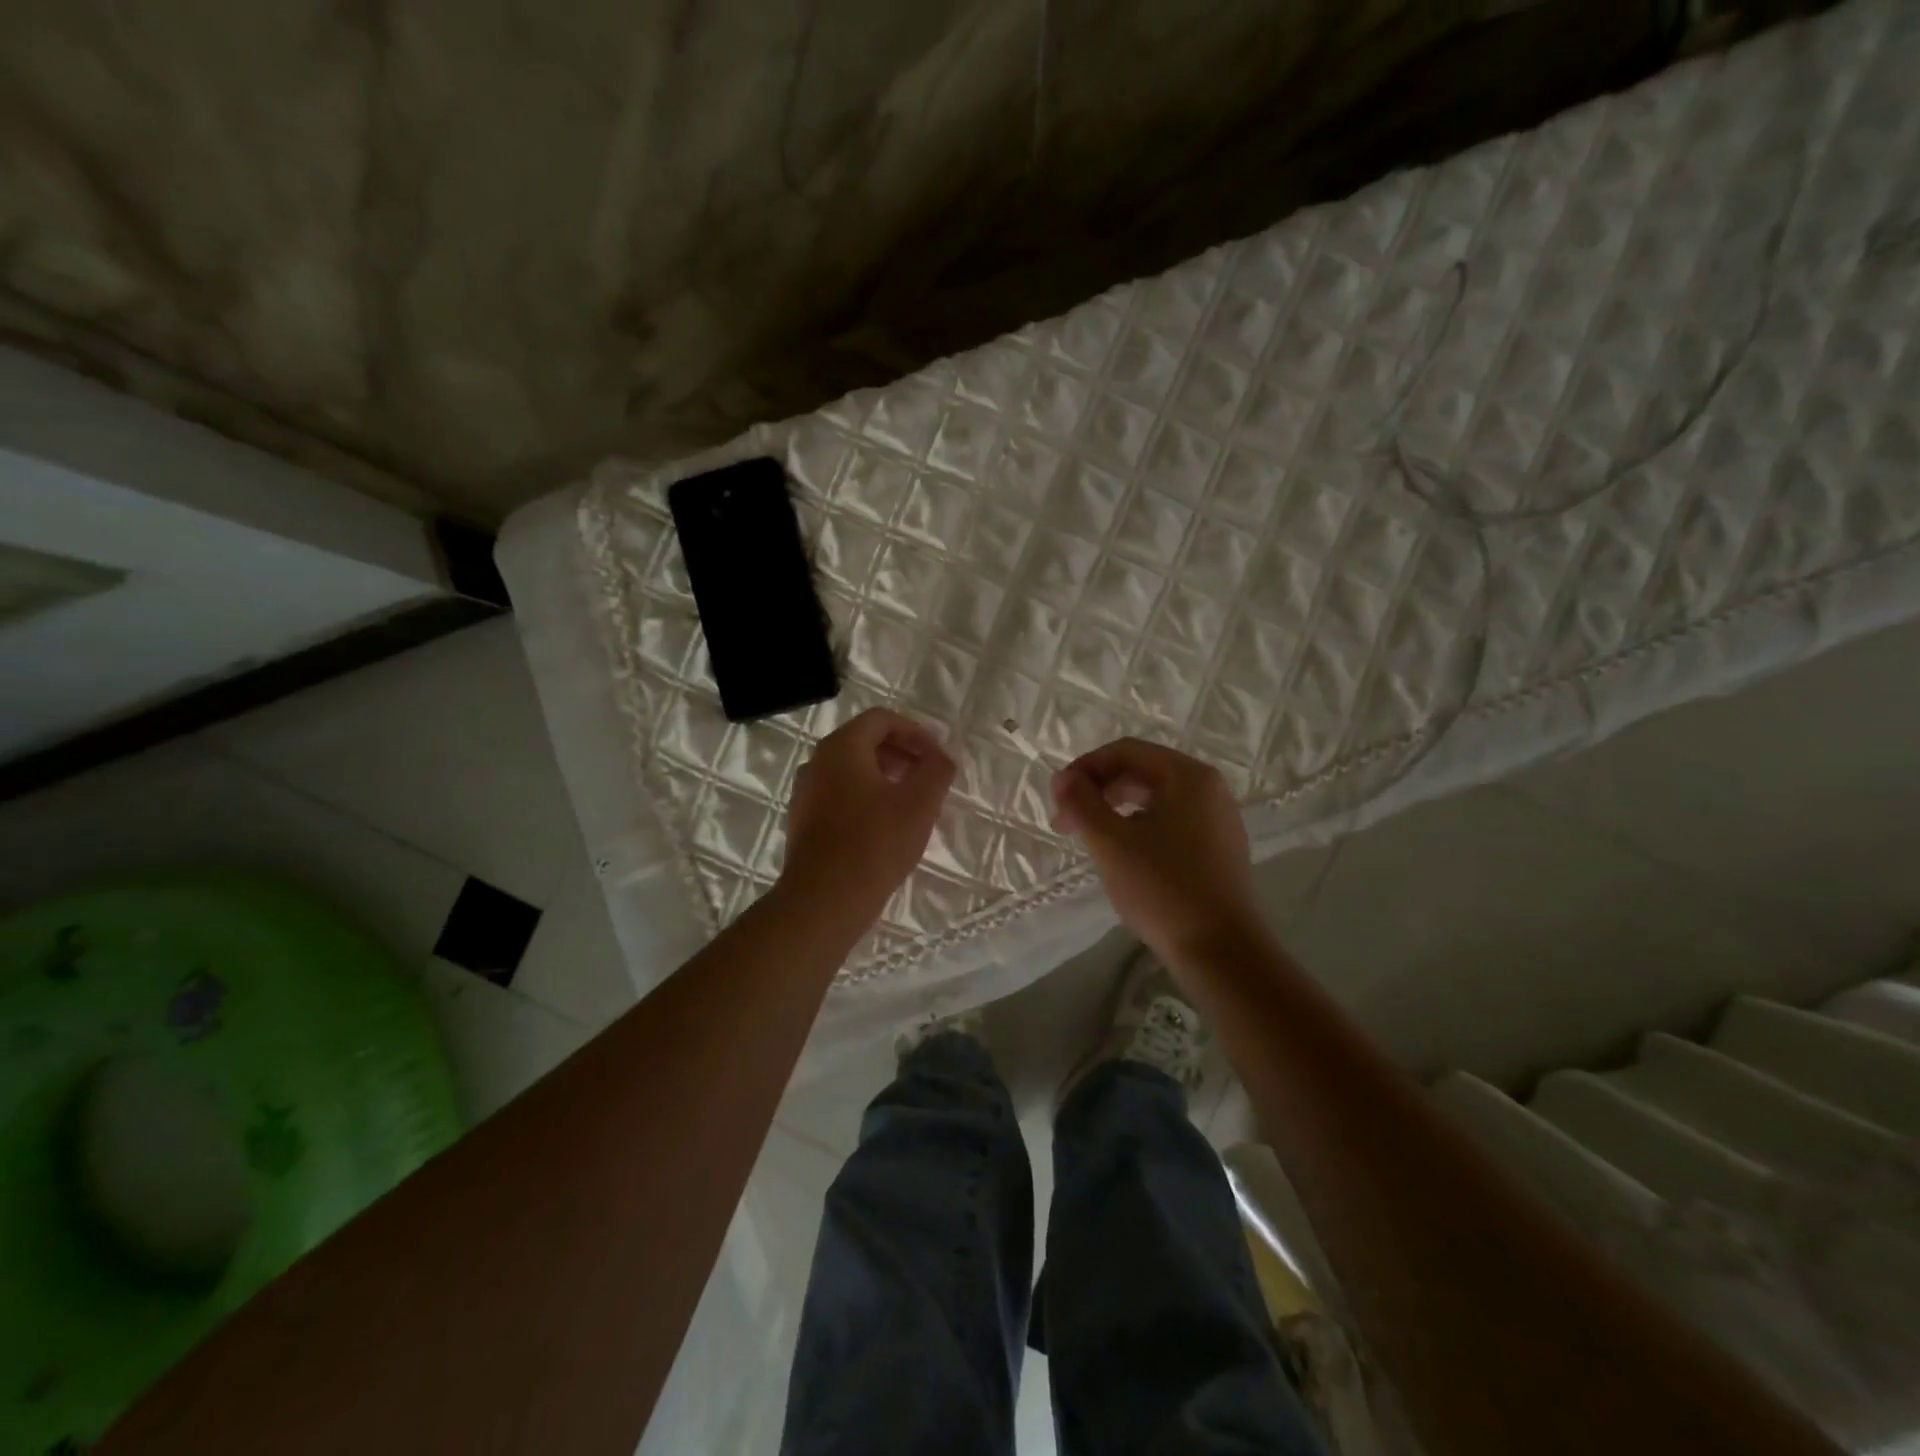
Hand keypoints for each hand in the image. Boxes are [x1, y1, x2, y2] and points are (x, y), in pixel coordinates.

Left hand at [780, 708, 954, 925]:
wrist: (824, 900)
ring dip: (885, 777)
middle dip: (901, 754)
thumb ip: (937, 770)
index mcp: (841, 747)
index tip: (937, 757)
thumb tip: (941, 758)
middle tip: (927, 777)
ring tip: (911, 803)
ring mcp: (806, 793)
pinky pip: (839, 796)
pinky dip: (866, 799)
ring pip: (851, 771)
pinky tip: (886, 828)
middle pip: (864, 742)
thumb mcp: (920, 803)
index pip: (881, 720)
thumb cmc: (874, 843)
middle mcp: (817, 762)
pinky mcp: (804, 822)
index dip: (916, 732)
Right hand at [1051, 739, 1266, 965]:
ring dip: (1116, 811)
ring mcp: (1219, 820)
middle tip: (1066, 824)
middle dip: (1098, 791)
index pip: (1126, 751)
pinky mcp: (1219, 849)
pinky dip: (1140, 829)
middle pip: (1142, 772)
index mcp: (1188, 775)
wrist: (1221, 952)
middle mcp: (1209, 789)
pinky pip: (1172, 823)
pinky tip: (1125, 858)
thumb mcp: (1111, 842)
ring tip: (1091, 840)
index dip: (1085, 768)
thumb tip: (1063, 778)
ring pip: (1156, 799)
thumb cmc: (1162, 889)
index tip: (1058, 798)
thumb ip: (1081, 802)